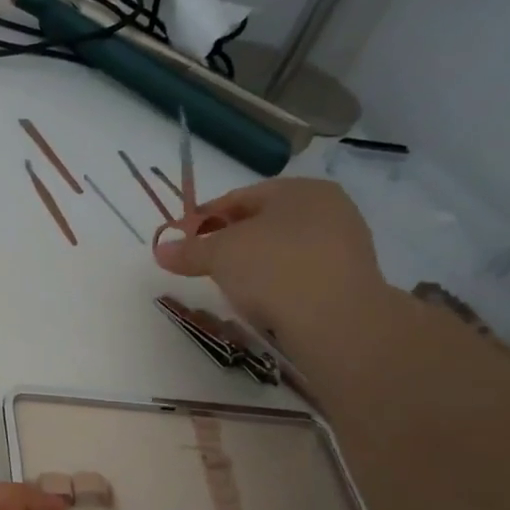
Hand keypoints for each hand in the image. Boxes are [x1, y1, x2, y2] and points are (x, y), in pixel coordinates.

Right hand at [153, 178, 388, 347]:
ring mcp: (344, 246)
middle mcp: (329, 209)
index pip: (241, 196)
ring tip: (231, 287)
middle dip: (231, 241)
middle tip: (205, 264)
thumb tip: (160, 250)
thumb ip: (189, 250)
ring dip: (255, 265)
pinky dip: (278, 284)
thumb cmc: (274, 268)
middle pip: (265, 222)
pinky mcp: (349, 281)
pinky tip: (263, 303)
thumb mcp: (220, 255)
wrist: (336, 321)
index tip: (184, 240)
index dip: (206, 217)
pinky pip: (301, 275)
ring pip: (284, 250)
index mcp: (300, 189)